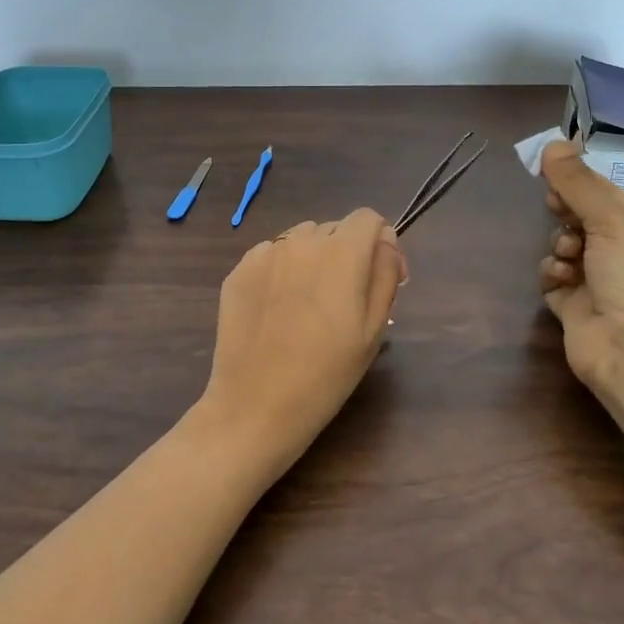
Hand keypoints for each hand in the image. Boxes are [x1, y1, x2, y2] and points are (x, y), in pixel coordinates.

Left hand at [194, 209, 407, 481]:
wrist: (256, 405)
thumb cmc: (326, 374)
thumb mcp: (373, 329)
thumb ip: (386, 273)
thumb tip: (386, 240)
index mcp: (342, 253)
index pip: (367, 218)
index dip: (378, 243)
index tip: (377, 276)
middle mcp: (301, 241)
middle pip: (334, 229)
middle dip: (345, 253)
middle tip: (342, 300)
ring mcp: (265, 253)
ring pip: (300, 239)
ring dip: (312, 258)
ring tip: (307, 304)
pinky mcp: (238, 270)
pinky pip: (270, 255)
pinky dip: (281, 271)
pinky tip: (277, 309)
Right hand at [537, 141, 623, 397]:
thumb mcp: (612, 223)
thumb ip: (579, 185)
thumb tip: (553, 143)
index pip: (610, 195)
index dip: (581, 181)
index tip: (552, 168)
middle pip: (584, 218)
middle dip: (567, 212)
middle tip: (555, 206)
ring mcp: (598, 282)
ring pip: (565, 246)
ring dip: (560, 245)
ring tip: (567, 256)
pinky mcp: (574, 306)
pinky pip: (554, 277)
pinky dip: (552, 273)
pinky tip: (558, 278)